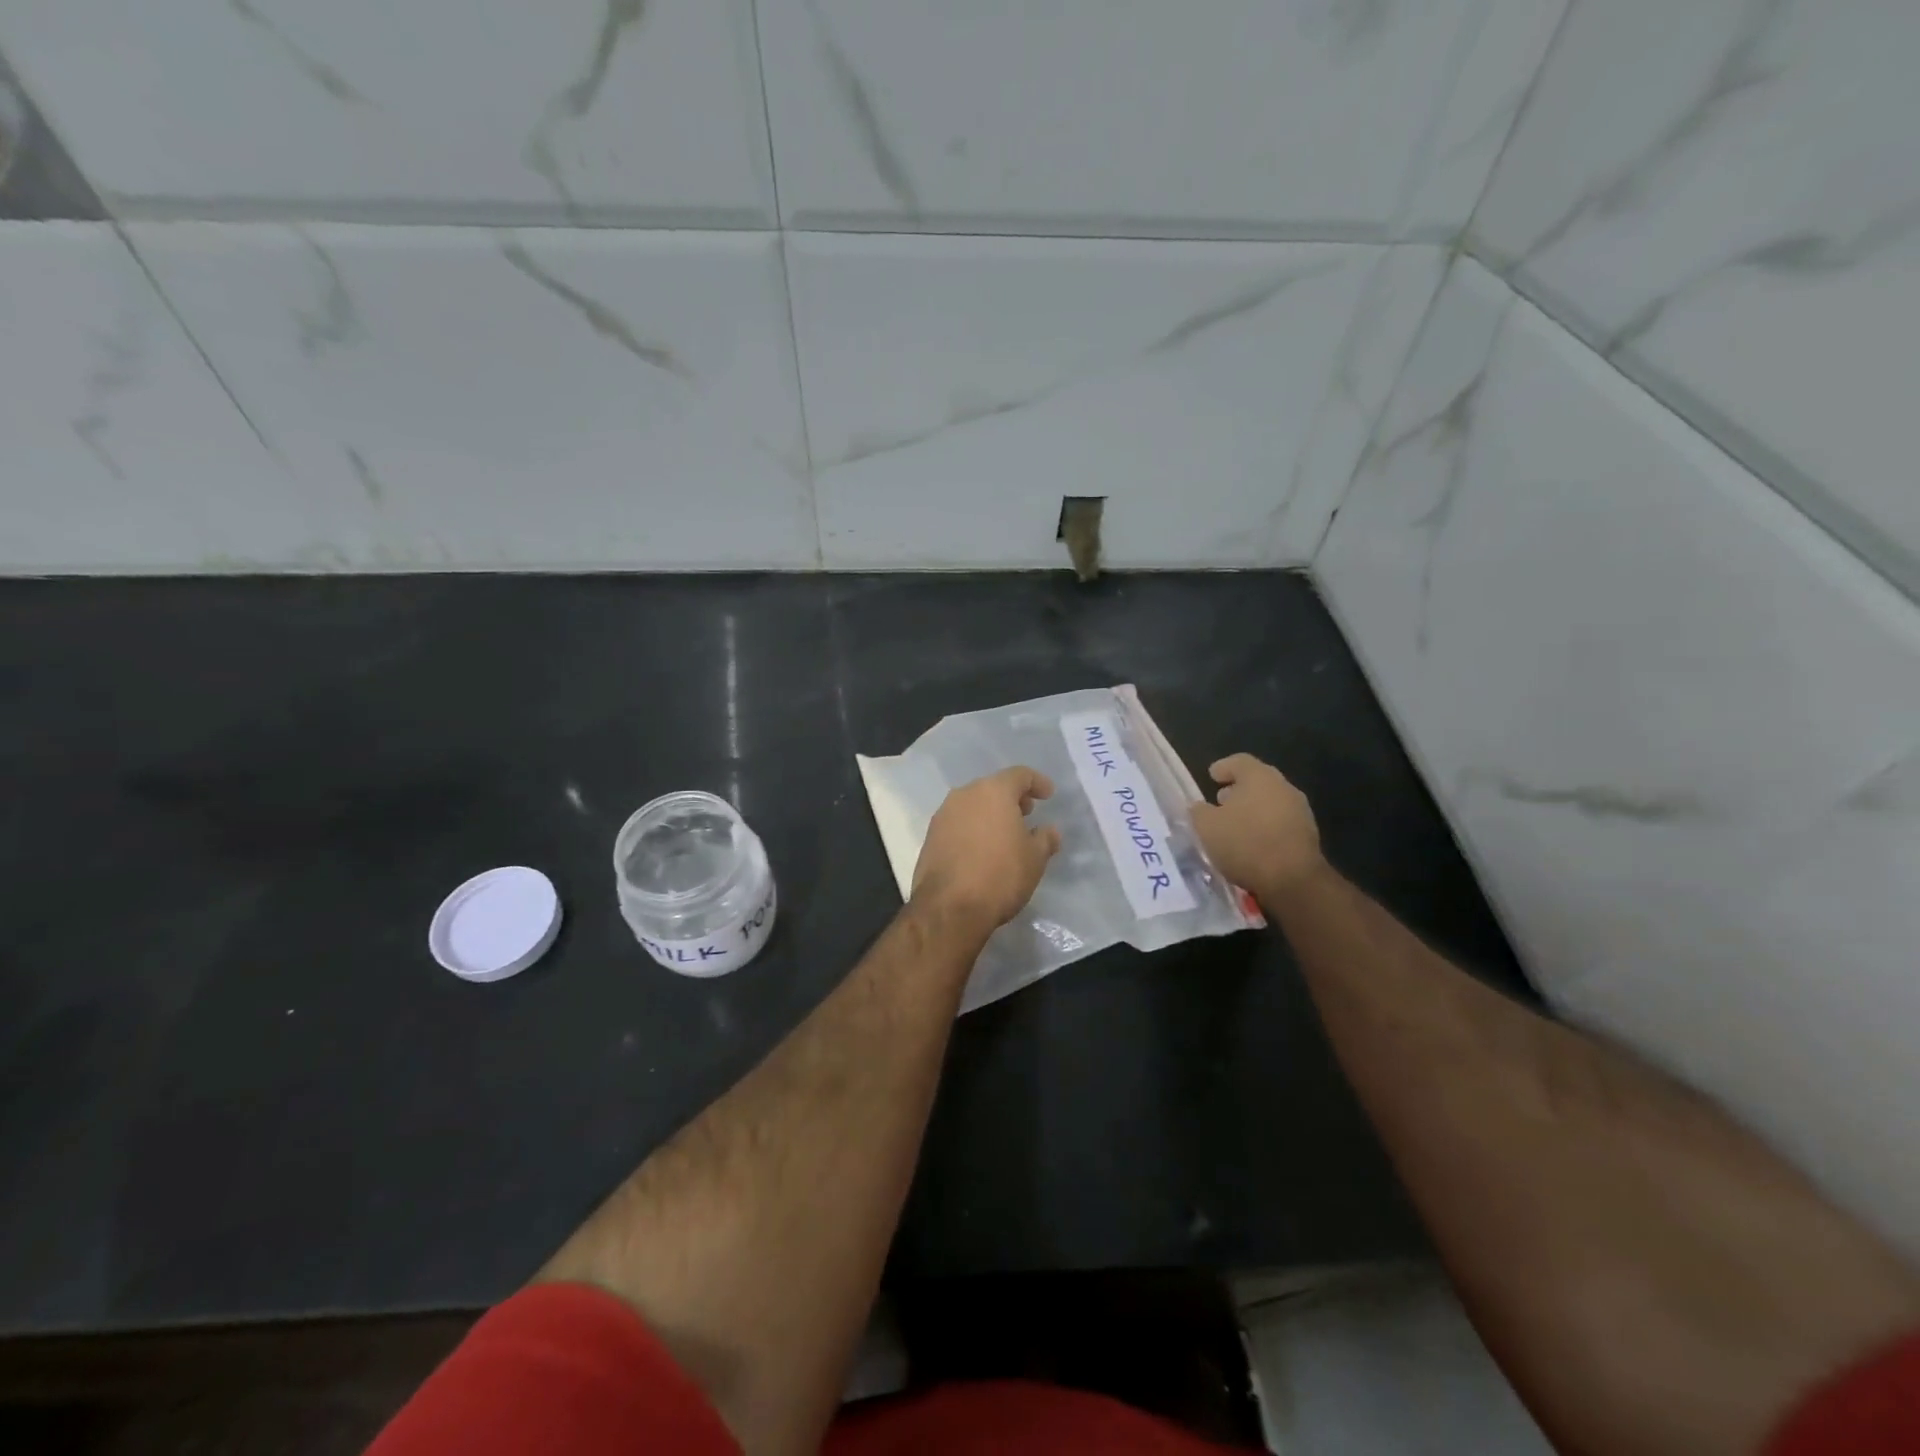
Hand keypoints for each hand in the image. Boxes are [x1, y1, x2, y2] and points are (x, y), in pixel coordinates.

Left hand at [910, 766, 1061, 935]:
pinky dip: (973, 828)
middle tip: (1027, 813)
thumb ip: (1045, 839)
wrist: (949, 907)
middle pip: (993, 787)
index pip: (1019, 775)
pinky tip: (982, 848)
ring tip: (1005, 833)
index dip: (1037, 782)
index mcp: (993, 791)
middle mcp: (965, 795)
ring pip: (973, 804)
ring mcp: (943, 815)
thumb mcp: (1035, 859)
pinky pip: (958, 823)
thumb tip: (1049, 831)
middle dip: (1012, 798)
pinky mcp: (930, 836)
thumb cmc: (1000, 875)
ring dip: (990, 813)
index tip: (1048, 795)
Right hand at [1189, 753, 1323, 901]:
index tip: (1211, 776)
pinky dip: (1264, 827)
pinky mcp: (1307, 835)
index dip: (1223, 767)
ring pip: (1270, 802)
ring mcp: (1299, 811)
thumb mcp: (1207, 827)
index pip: (1239, 761)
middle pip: (1257, 781)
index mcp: (1259, 777)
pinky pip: (1279, 823)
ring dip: (1251, 810)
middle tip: (1220, 801)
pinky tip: (1251, 843)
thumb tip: (1199, 807)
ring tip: (1233, 826)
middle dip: (1237, 790)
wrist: (1293, 880)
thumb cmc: (1245, 843)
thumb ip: (1199, 812)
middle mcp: (1283, 787)